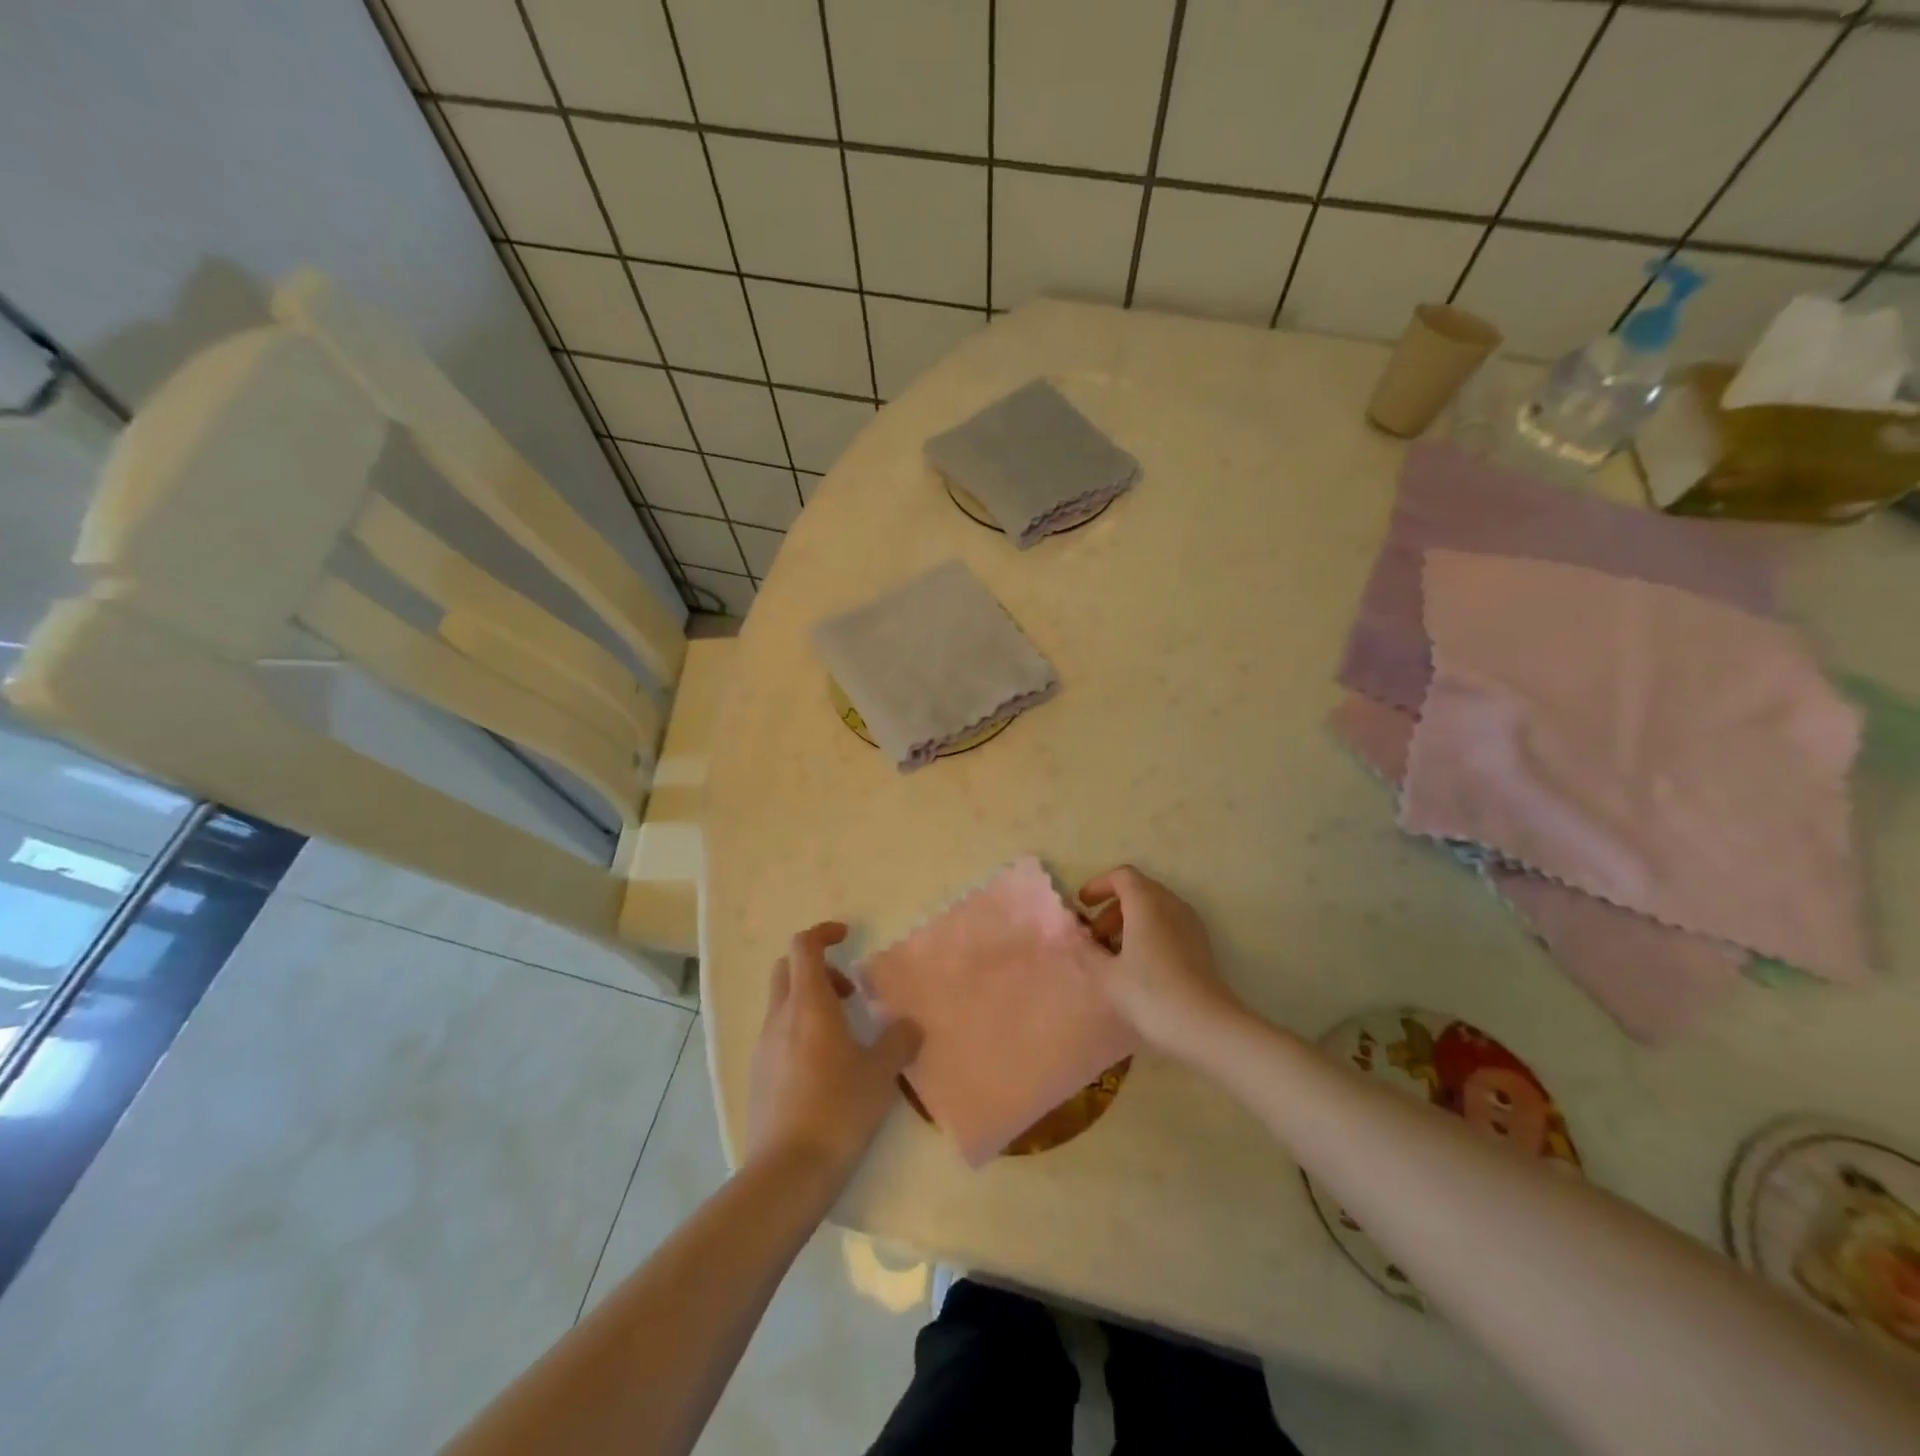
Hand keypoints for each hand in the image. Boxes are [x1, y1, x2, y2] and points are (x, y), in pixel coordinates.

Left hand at [745, 922, 921, 1185]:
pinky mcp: (758, 1077)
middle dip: (816, 968)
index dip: (823, 933)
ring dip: (809, 1003)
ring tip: (843, 1036)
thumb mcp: (879, 1073)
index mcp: (808, 1004)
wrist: (786, 1172)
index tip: (846, 936)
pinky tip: (824, 1069)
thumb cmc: (838, 1109)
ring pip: (782, 1005)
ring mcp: (763, 1048)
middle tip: (848, 991)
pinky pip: (778, 1036)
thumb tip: (909, 1026)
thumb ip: (897, 1041)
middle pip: (787, 970)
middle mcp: (780, 1018)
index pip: (803, 946)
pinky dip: (799, 1033)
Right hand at [1078, 866, 1245, 1058]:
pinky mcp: (1201, 945)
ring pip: (1155, 908)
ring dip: (1131, 921)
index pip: (1122, 876)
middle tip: (1095, 936)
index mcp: (1147, 902)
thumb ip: (1086, 950)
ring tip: (1114, 952)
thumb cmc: (1150, 993)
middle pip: (1139, 890)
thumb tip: (1076, 937)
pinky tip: (1139, 964)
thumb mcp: (1106, 975)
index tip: (1083, 905)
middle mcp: (1171, 904)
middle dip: (1113, 907)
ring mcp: (1190, 924)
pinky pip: (1169, 924)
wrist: (1206, 1026)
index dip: (1099, 885)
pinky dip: (1149, 932)